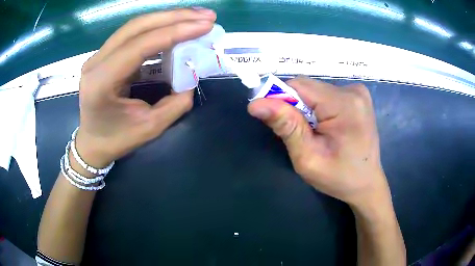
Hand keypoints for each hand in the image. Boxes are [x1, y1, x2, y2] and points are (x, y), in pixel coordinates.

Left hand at [74, 9, 216, 166]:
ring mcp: (99, 55)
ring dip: (167, 18)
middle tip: (206, 16)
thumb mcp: (149, 128)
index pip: (140, 45)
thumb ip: (174, 104)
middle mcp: (96, 61)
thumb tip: (192, 79)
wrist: (92, 143)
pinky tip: (175, 27)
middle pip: (137, 26)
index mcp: (101, 81)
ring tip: (196, 17)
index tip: (205, 26)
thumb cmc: (116, 139)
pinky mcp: (105, 54)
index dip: (175, 32)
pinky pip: (133, 34)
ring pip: (135, 26)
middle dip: (175, 17)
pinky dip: (157, 28)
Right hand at [248, 77, 389, 207]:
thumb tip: (256, 103)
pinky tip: (326, 127)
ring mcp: (358, 92)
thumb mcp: (308, 158)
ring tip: (315, 133)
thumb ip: (286, 127)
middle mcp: (353, 91)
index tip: (277, 122)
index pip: (298, 86)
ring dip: (307, 109)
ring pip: (315, 91)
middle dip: (296, 107)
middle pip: (308, 87)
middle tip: (300, 134)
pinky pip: (326, 94)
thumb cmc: (339, 177)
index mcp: (344, 104)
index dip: (281, 100)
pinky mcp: (358, 96)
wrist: (367, 183)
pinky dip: (318, 108)